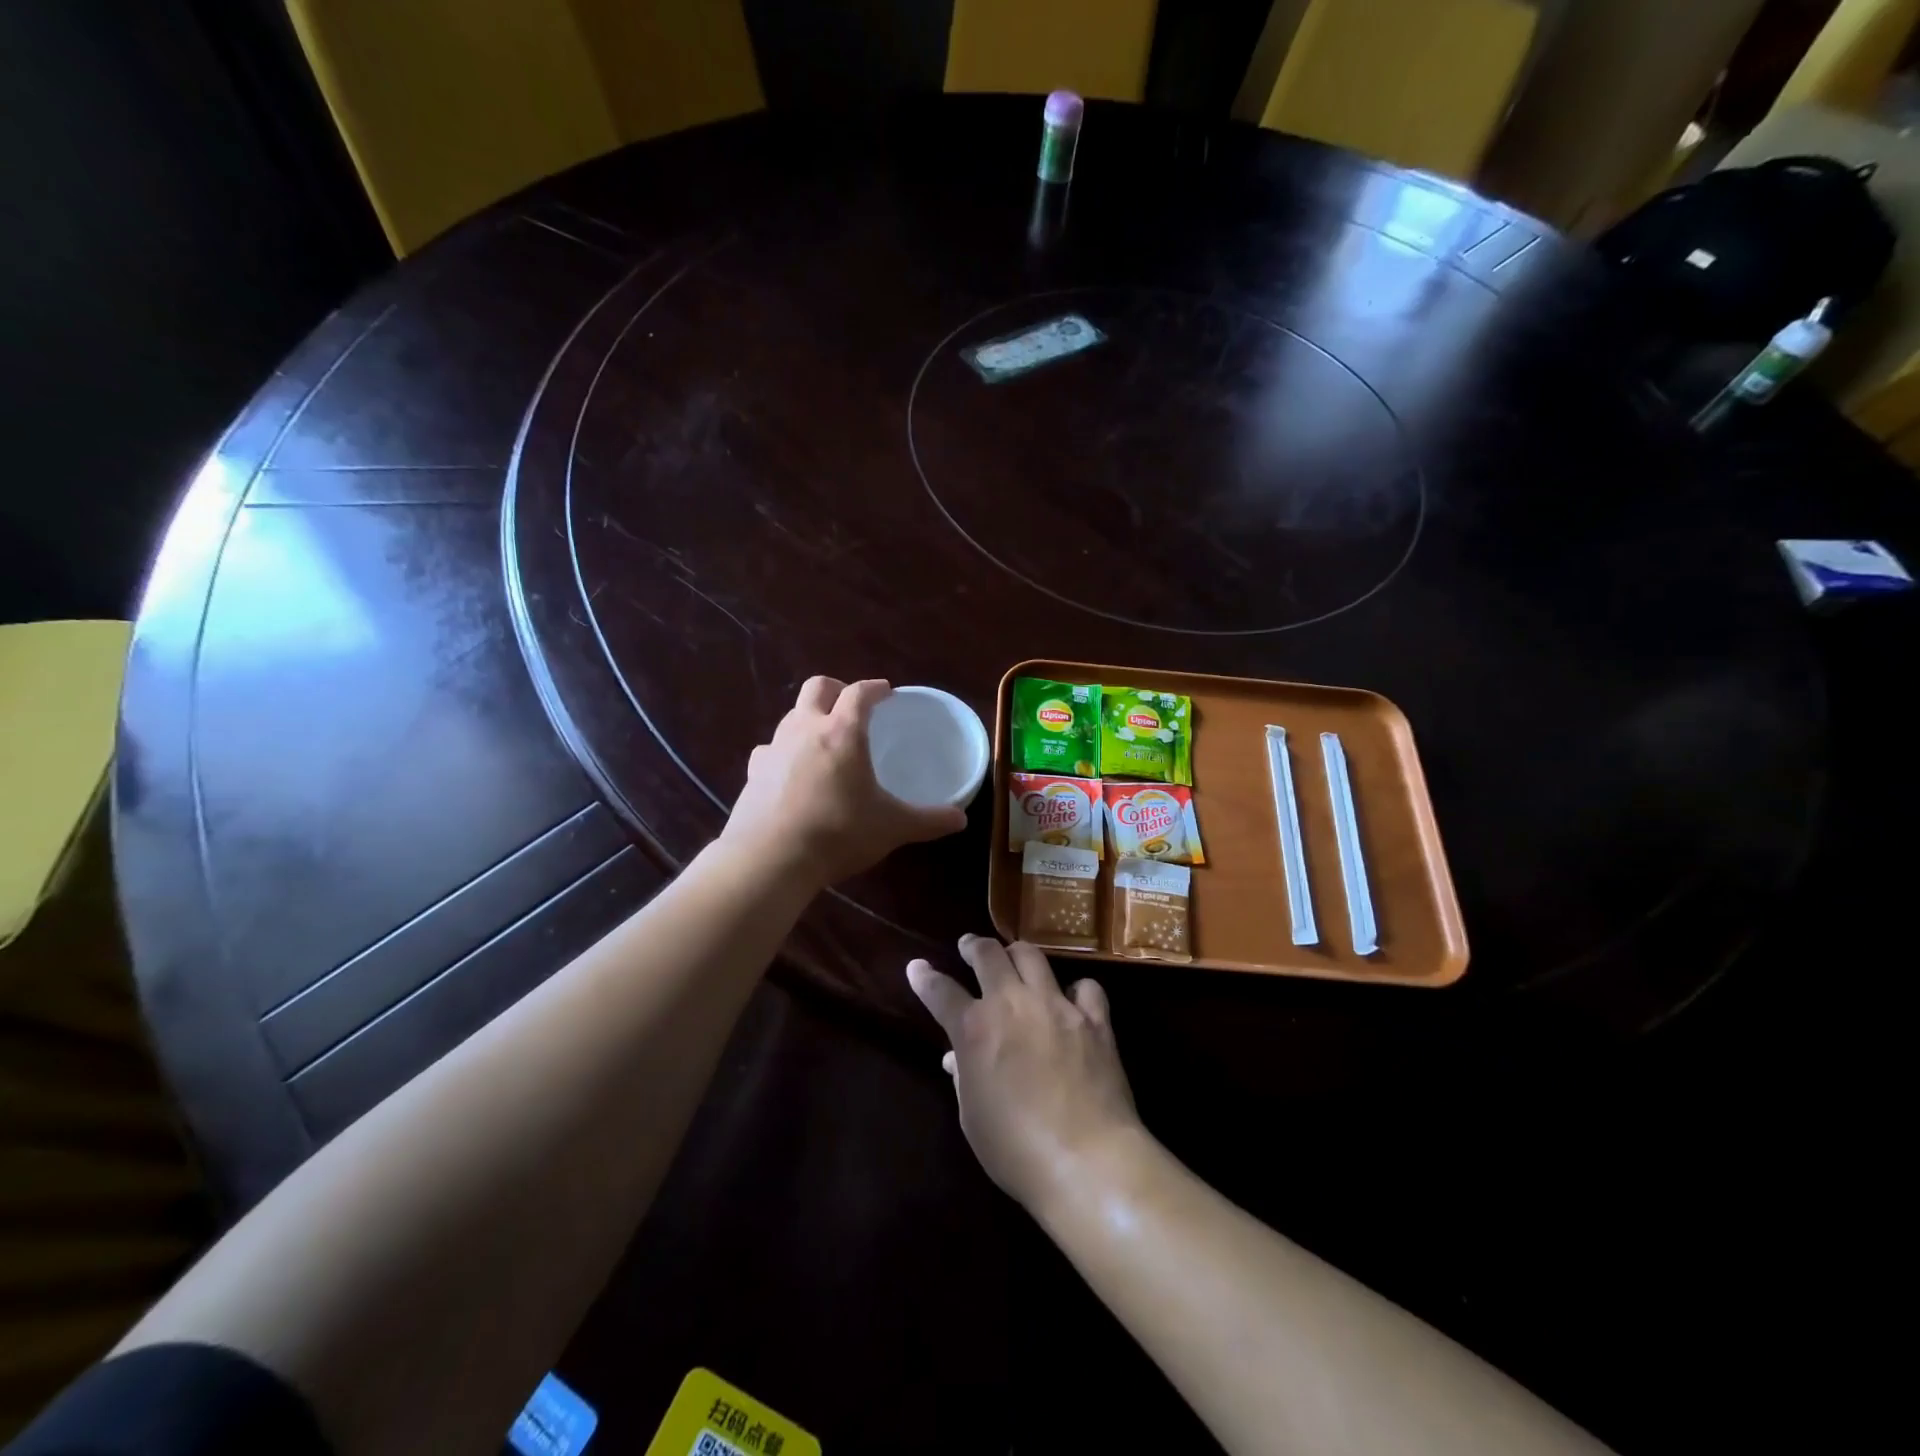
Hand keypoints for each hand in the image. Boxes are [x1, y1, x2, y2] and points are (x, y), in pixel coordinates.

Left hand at [722, 677, 966, 888]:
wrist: (770, 859)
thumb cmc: (838, 833)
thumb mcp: (891, 827)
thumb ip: (928, 820)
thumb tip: (961, 818)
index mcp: (843, 732)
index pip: (860, 692)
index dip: (875, 688)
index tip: (886, 692)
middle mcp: (805, 728)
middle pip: (818, 687)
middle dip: (837, 689)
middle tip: (852, 707)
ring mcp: (774, 748)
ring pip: (792, 715)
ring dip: (810, 718)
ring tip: (825, 742)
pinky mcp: (753, 771)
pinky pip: (770, 749)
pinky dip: (785, 752)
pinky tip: (792, 772)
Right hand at [907, 936, 1144, 1215]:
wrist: (1088, 1160)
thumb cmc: (1016, 1150)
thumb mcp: (973, 1118)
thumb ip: (963, 1077)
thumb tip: (955, 1058)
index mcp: (975, 1029)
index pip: (941, 991)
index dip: (925, 977)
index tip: (917, 967)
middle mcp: (1013, 1003)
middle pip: (988, 955)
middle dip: (973, 946)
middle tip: (968, 946)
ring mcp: (1057, 1005)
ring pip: (1032, 955)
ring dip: (1016, 953)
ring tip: (1013, 957)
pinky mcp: (1095, 1019)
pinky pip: (1085, 986)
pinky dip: (1075, 988)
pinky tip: (1072, 999)